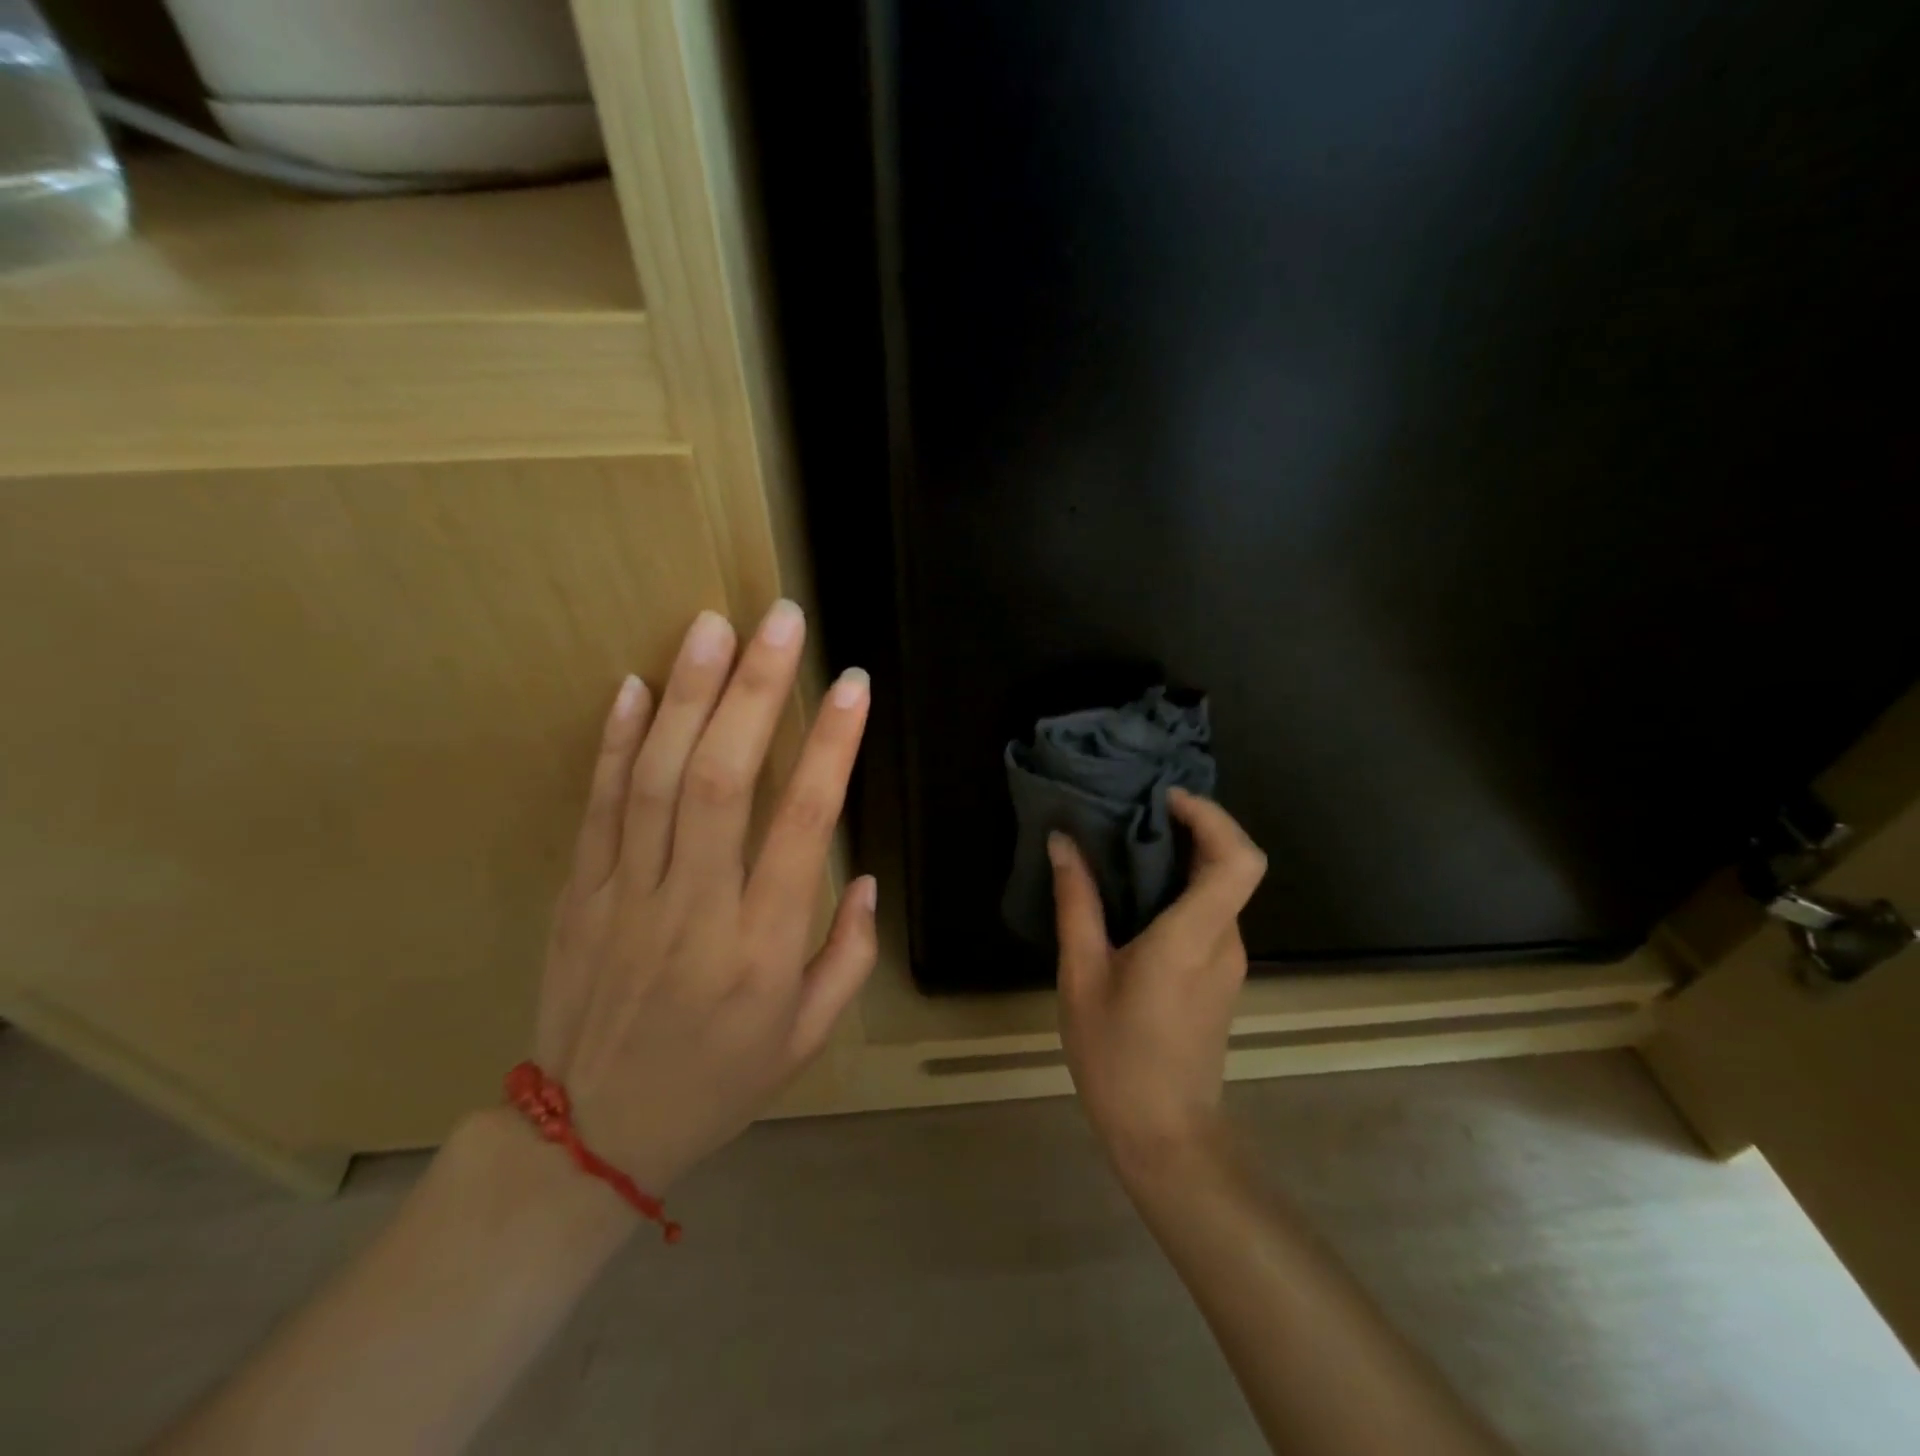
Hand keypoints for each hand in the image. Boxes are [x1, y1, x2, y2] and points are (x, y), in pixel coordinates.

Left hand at [532, 601, 877, 1196]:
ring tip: (712, 627)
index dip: (830, 746)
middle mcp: (694, 909)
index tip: (853, 684)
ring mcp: (626, 895)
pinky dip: (614, 741)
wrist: (589, 1137)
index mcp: (761, 948)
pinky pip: (597, 806)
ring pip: (655, 778)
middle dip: (756, 691)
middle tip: (781, 620)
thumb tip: (867, 876)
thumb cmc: (718, 1082)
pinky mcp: (580, 892)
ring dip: (687, 695)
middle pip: (721, 780)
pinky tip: (633, 684)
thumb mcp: (807, 1037)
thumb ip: (848, 955)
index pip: (802, 825)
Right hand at [1051, 790, 1267, 1169]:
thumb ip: (1077, 904)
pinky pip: (1208, 913)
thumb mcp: (1081, 976)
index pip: (1239, 859)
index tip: (1165, 800)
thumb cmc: (1117, 1057)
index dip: (1213, 817)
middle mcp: (1224, 941)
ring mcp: (1228, 960)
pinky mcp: (1220, 975)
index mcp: (1193, 937)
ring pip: (1218, 889)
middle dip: (1190, 827)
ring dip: (1182, 859)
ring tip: (1122, 848)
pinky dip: (1180, 889)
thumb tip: (1063, 843)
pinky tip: (1134, 898)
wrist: (1165, 1136)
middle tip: (1131, 814)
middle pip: (1230, 865)